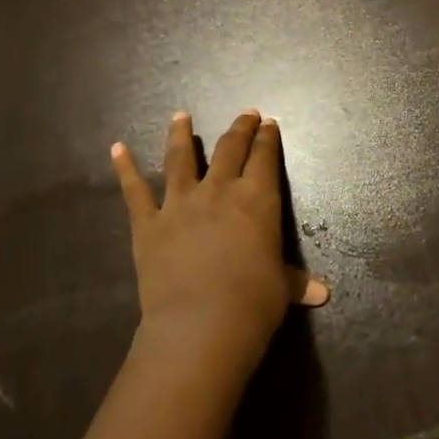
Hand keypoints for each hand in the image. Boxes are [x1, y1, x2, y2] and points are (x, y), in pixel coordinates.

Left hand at [111, 110, 327, 375]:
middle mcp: (219, 191)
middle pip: (230, 148)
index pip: (265, 158)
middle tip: (245, 113)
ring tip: (181, 116)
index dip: (268, 139)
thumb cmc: (253, 303)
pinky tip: (117, 149)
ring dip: (181, 135)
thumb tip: (322, 294)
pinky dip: (125, 168)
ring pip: (180, 159)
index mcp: (258, 200)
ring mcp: (180, 203)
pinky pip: (134, 191)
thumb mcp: (281, 289)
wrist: (201, 324)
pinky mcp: (148, 223)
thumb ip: (296, 283)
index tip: (269, 123)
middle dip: (239, 128)